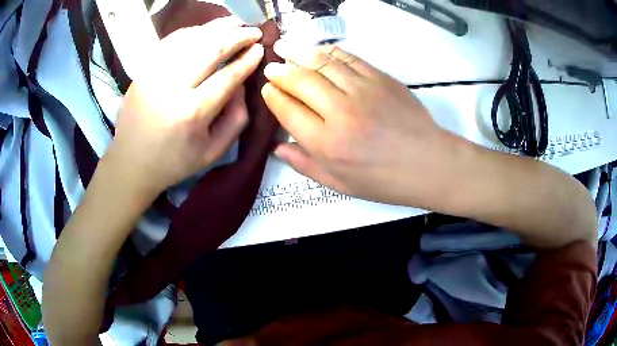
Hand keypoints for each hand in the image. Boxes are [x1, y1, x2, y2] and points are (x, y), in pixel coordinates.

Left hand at [105, 17, 264, 198]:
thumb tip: (241, 83)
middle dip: (238, 36)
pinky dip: (192, 31)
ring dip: (217, 27)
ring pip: (191, 39)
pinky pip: (171, 41)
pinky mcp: (143, 70)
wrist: (131, 162)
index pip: (228, 76)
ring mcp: (154, 74)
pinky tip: (205, 29)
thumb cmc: (174, 162)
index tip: (261, 48)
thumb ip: (237, 118)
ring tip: (235, 22)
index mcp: (192, 112)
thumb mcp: (214, 152)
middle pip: (211, 49)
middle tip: (254, 31)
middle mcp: (172, 87)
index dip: (248, 59)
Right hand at [262, 43, 457, 205]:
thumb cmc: (384, 180)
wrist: (428, 163)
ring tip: (284, 47)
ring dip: (299, 53)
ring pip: (322, 63)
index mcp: (327, 144)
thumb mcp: (340, 185)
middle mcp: (340, 112)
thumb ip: (305, 164)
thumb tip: (278, 147)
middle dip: (280, 72)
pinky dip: (329, 51)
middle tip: (271, 67)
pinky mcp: (381, 78)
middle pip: (300, 82)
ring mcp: (362, 90)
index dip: (273, 97)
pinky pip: (348, 58)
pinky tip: (318, 50)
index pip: (288, 111)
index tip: (267, 89)